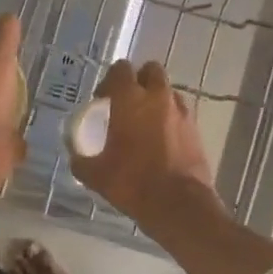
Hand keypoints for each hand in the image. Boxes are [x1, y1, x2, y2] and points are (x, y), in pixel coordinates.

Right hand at [70, 61, 218, 224]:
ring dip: (156, 99)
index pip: (120, 69)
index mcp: (130, 99)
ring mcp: (181, 110)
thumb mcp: (96, 175)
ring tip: (146, 123)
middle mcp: (158, 96)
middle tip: (127, 104)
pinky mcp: (196, 127)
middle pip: (150, 70)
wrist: (180, 204)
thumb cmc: (133, 183)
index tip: (102, 100)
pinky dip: (170, 118)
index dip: (110, 81)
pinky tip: (162, 140)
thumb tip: (76, 157)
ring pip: (168, 91)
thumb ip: (81, 160)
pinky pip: (180, 112)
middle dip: (139, 81)